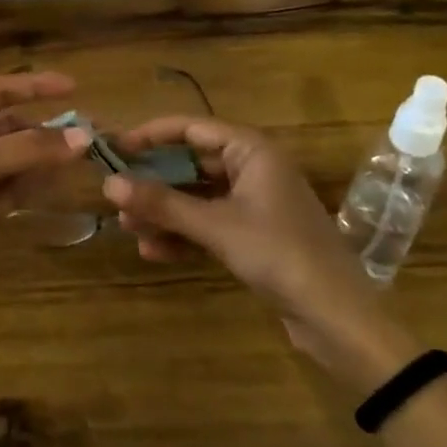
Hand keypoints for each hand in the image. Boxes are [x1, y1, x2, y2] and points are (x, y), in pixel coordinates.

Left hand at [0, 72, 88, 333]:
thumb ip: (29, 149)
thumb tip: (83, 137)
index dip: (35, 87)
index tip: (74, 87)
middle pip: (10, 128)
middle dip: (46, 131)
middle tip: (89, 136)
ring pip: (14, 161)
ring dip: (44, 160)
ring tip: (84, 159)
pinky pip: (11, 190)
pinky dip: (34, 186)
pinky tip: (61, 183)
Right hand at [103, 117, 417, 388]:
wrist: (338, 318)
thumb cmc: (279, 254)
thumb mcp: (216, 226)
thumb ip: (163, 203)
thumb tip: (108, 184)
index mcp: (252, 150)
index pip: (191, 128)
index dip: (151, 135)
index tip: (114, 147)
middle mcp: (252, 168)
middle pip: (192, 163)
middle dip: (154, 180)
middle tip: (115, 192)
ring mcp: (254, 203)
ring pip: (197, 196)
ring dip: (164, 211)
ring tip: (127, 226)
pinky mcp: (253, 235)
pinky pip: (209, 224)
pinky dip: (183, 234)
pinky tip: (153, 251)